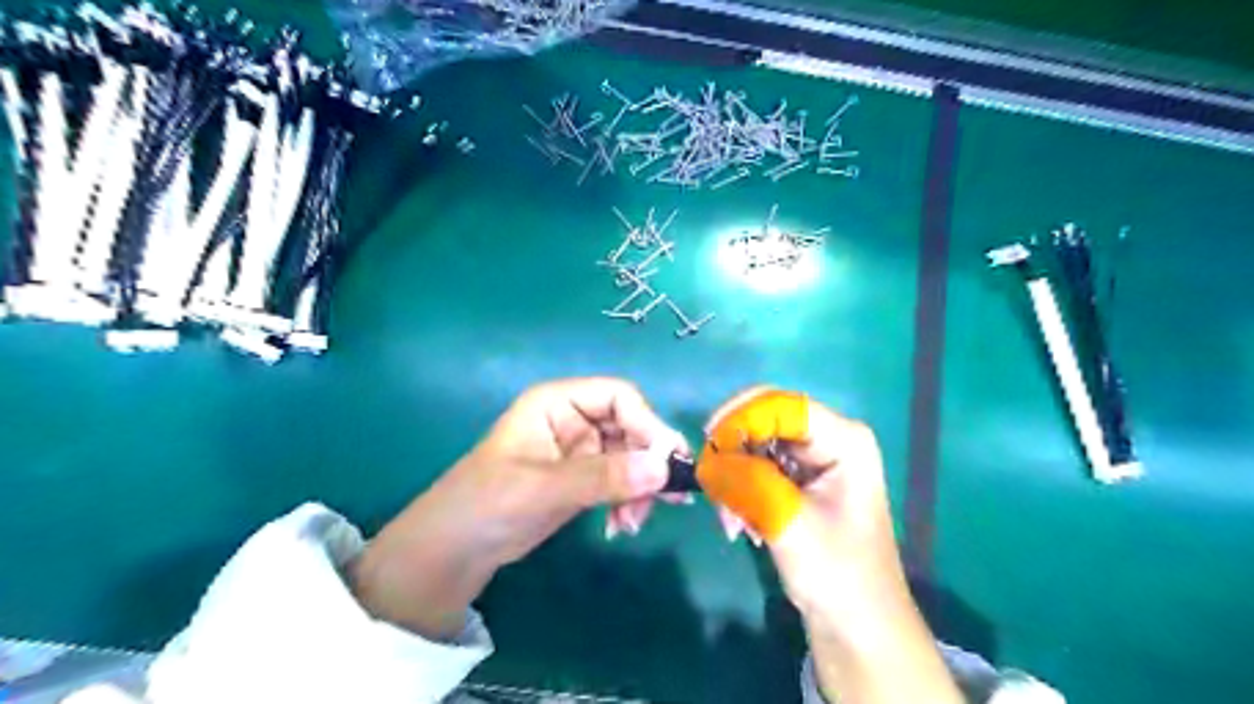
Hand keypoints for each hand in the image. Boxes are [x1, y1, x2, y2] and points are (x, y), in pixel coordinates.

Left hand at [349, 377, 684, 640]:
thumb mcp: (543, 487)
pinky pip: (622, 482)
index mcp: (558, 402)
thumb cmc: (486, 503)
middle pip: (632, 427)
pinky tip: (622, 526)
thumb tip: (663, 469)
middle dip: (648, 462)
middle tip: (670, 498)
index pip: (619, 397)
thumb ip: (602, 477)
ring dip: (642, 488)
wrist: (454, 550)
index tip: (666, 462)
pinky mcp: (584, 480)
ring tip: (634, 522)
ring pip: (632, 458)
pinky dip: (630, 501)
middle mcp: (574, 419)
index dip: (647, 424)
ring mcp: (581, 451)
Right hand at [702, 390, 956, 703]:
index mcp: (843, 439)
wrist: (858, 629)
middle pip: (765, 422)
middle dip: (734, 453)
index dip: (740, 416)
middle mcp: (830, 439)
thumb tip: (706, 458)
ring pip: (756, 446)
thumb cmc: (837, 575)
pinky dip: (743, 491)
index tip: (707, 444)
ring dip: (735, 478)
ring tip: (731, 521)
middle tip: (712, 488)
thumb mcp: (788, 523)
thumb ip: (746, 481)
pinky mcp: (801, 482)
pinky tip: (743, 525)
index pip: (780, 405)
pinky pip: (759, 469)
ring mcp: (815, 461)